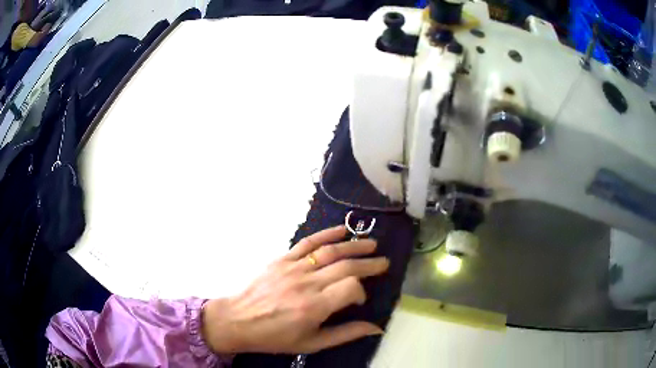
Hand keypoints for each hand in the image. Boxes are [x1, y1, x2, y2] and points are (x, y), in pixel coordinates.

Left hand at [201, 226, 388, 353]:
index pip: (351, 287)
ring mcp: (293, 268)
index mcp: (314, 307)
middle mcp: (306, 283)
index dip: (362, 291)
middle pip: (345, 266)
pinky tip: (342, 230)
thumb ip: (345, 334)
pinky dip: (326, 234)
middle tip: (384, 262)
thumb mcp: (311, 343)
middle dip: (368, 263)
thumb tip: (376, 327)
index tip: (360, 299)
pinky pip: (307, 242)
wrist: (238, 320)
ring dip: (353, 245)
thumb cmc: (275, 337)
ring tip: (371, 243)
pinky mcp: (282, 259)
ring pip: (330, 251)